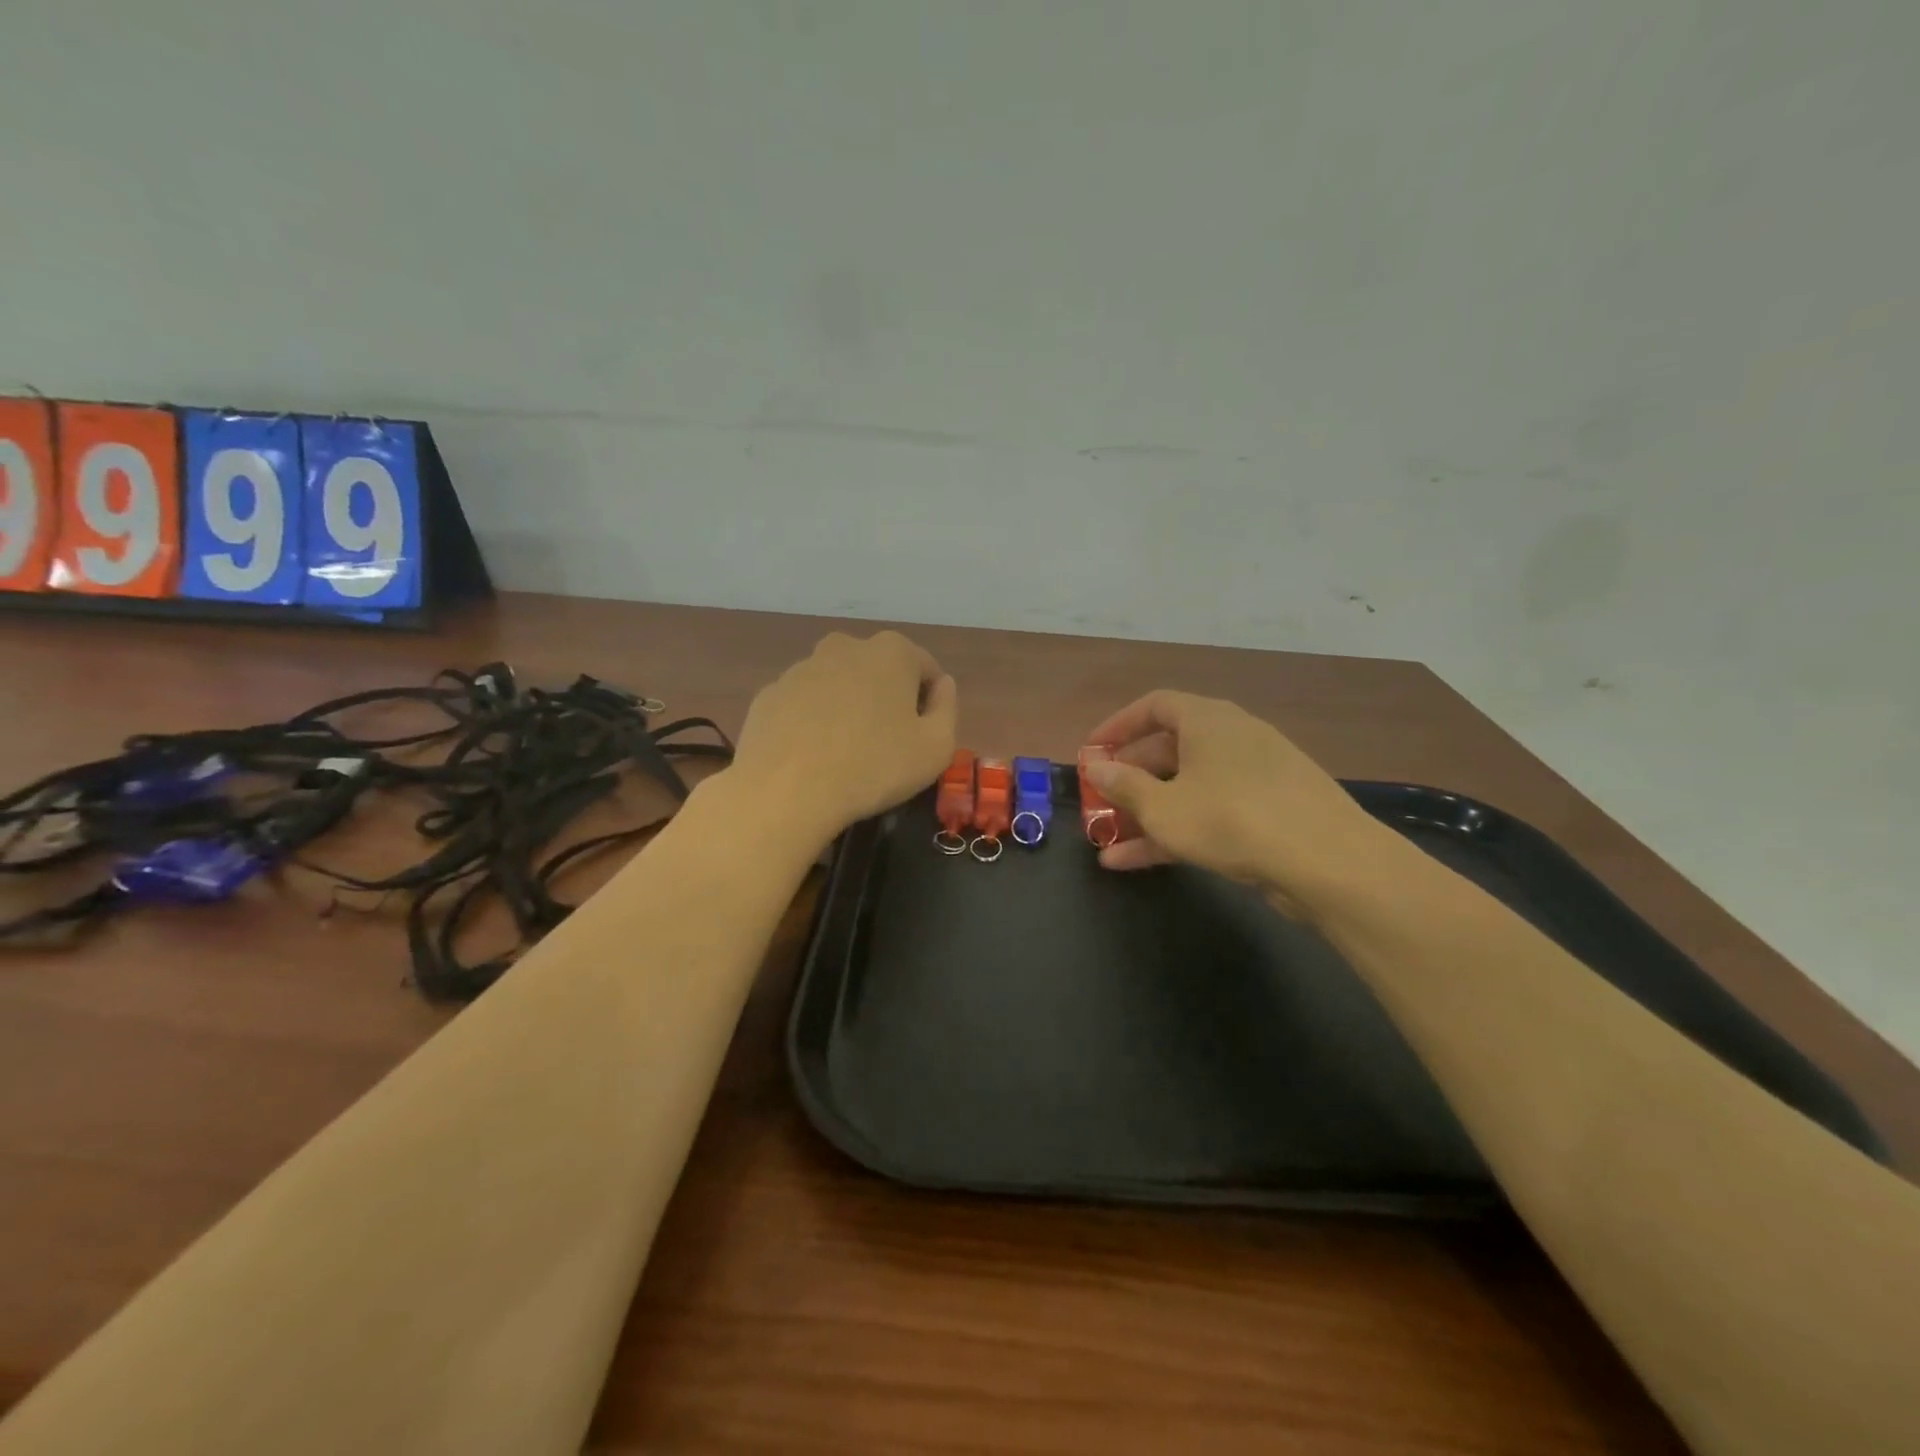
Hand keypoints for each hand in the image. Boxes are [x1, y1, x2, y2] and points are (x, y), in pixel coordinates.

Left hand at [730, 630, 957, 844]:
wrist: (786, 792)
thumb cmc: (874, 767)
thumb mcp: (936, 747)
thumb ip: (948, 708)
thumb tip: (942, 685)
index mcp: (891, 652)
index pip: (925, 669)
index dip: (930, 702)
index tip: (922, 736)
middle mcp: (844, 647)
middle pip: (878, 670)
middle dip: (886, 698)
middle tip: (886, 743)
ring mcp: (800, 668)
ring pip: (837, 684)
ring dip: (847, 708)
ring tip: (846, 754)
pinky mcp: (768, 695)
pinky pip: (803, 705)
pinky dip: (812, 722)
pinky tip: (812, 757)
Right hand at [1083, 690, 1392, 919]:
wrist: (1328, 862)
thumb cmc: (1231, 820)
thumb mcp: (1164, 807)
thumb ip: (1125, 786)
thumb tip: (1098, 767)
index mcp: (1208, 720)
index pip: (1154, 705)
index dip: (1118, 726)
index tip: (1092, 751)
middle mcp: (1234, 737)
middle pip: (1170, 748)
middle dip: (1131, 776)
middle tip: (1102, 798)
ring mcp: (1256, 775)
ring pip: (1189, 786)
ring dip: (1149, 810)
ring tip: (1109, 840)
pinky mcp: (1271, 811)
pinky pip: (1211, 810)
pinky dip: (1178, 828)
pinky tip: (1139, 862)